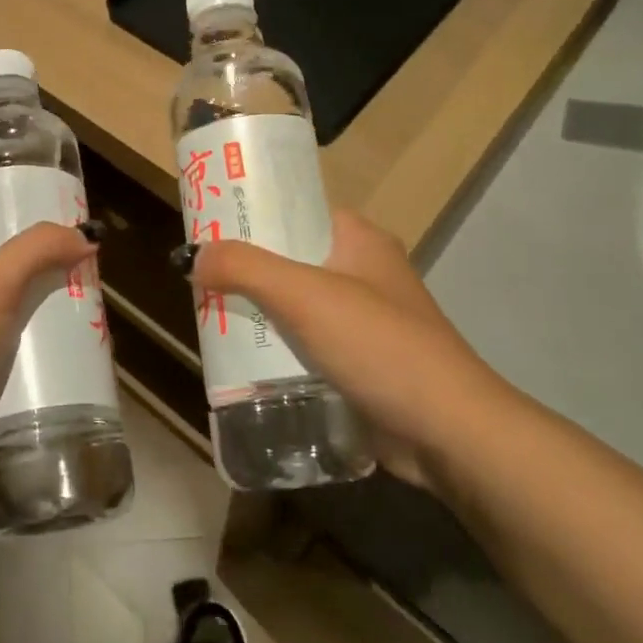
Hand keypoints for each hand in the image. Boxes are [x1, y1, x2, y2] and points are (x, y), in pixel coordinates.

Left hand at [0, 222, 96, 491]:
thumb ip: (34, 252)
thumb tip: (85, 234)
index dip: (32, 245)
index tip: (78, 247)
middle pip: (12, 299)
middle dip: (53, 297)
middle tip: (99, 300)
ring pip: (20, 347)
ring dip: (56, 345)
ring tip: (103, 343)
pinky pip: (21, 389)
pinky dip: (48, 385)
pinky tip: (81, 385)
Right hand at [190, 209, 505, 487]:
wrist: (448, 431)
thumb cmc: (379, 345)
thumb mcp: (305, 296)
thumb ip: (246, 269)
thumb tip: (194, 256)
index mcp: (359, 239)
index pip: (296, 211)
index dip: (252, 216)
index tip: (207, 230)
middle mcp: (363, 272)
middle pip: (290, 259)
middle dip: (247, 271)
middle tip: (199, 281)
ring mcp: (365, 319)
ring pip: (296, 305)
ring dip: (259, 313)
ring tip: (210, 319)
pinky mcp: (362, 362)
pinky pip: (308, 344)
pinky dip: (279, 349)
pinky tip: (244, 362)